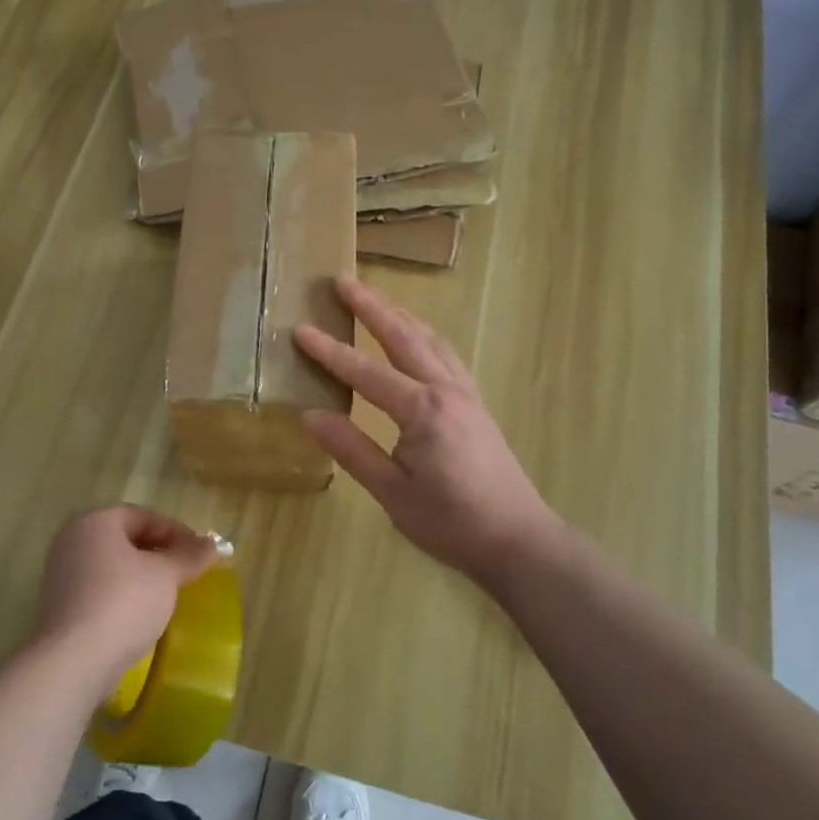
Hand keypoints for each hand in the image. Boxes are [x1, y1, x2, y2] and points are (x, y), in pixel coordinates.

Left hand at [29, 507, 220, 696]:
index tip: (199, 552)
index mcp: (95, 523)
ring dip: (142, 577)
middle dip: (159, 553)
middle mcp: (72, 542)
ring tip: (168, 594)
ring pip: (112, 567)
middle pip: (125, 539)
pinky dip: (123, 597)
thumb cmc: (123, 603)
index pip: (142, 516)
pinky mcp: (60, 609)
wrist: (74, 662)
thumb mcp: (166, 575)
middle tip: (186, 571)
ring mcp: (61, 576)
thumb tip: (213, 544)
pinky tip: (142, 617)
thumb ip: (190, 556)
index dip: (175, 531)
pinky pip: (100, 592)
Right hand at [294, 275, 570, 585]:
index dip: (330, 351)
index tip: (300, 329)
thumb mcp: (392, 492)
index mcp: (422, 410)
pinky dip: (424, 335)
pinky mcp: (475, 404)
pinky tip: (417, 337)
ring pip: (430, 339)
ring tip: (375, 297)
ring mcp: (465, 393)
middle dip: (371, 306)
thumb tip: (309, 415)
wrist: (518, 540)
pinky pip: (446, 354)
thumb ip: (352, 449)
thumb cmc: (451, 522)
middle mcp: (446, 389)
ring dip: (400, 314)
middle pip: (403, 336)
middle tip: (342, 280)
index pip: (365, 372)